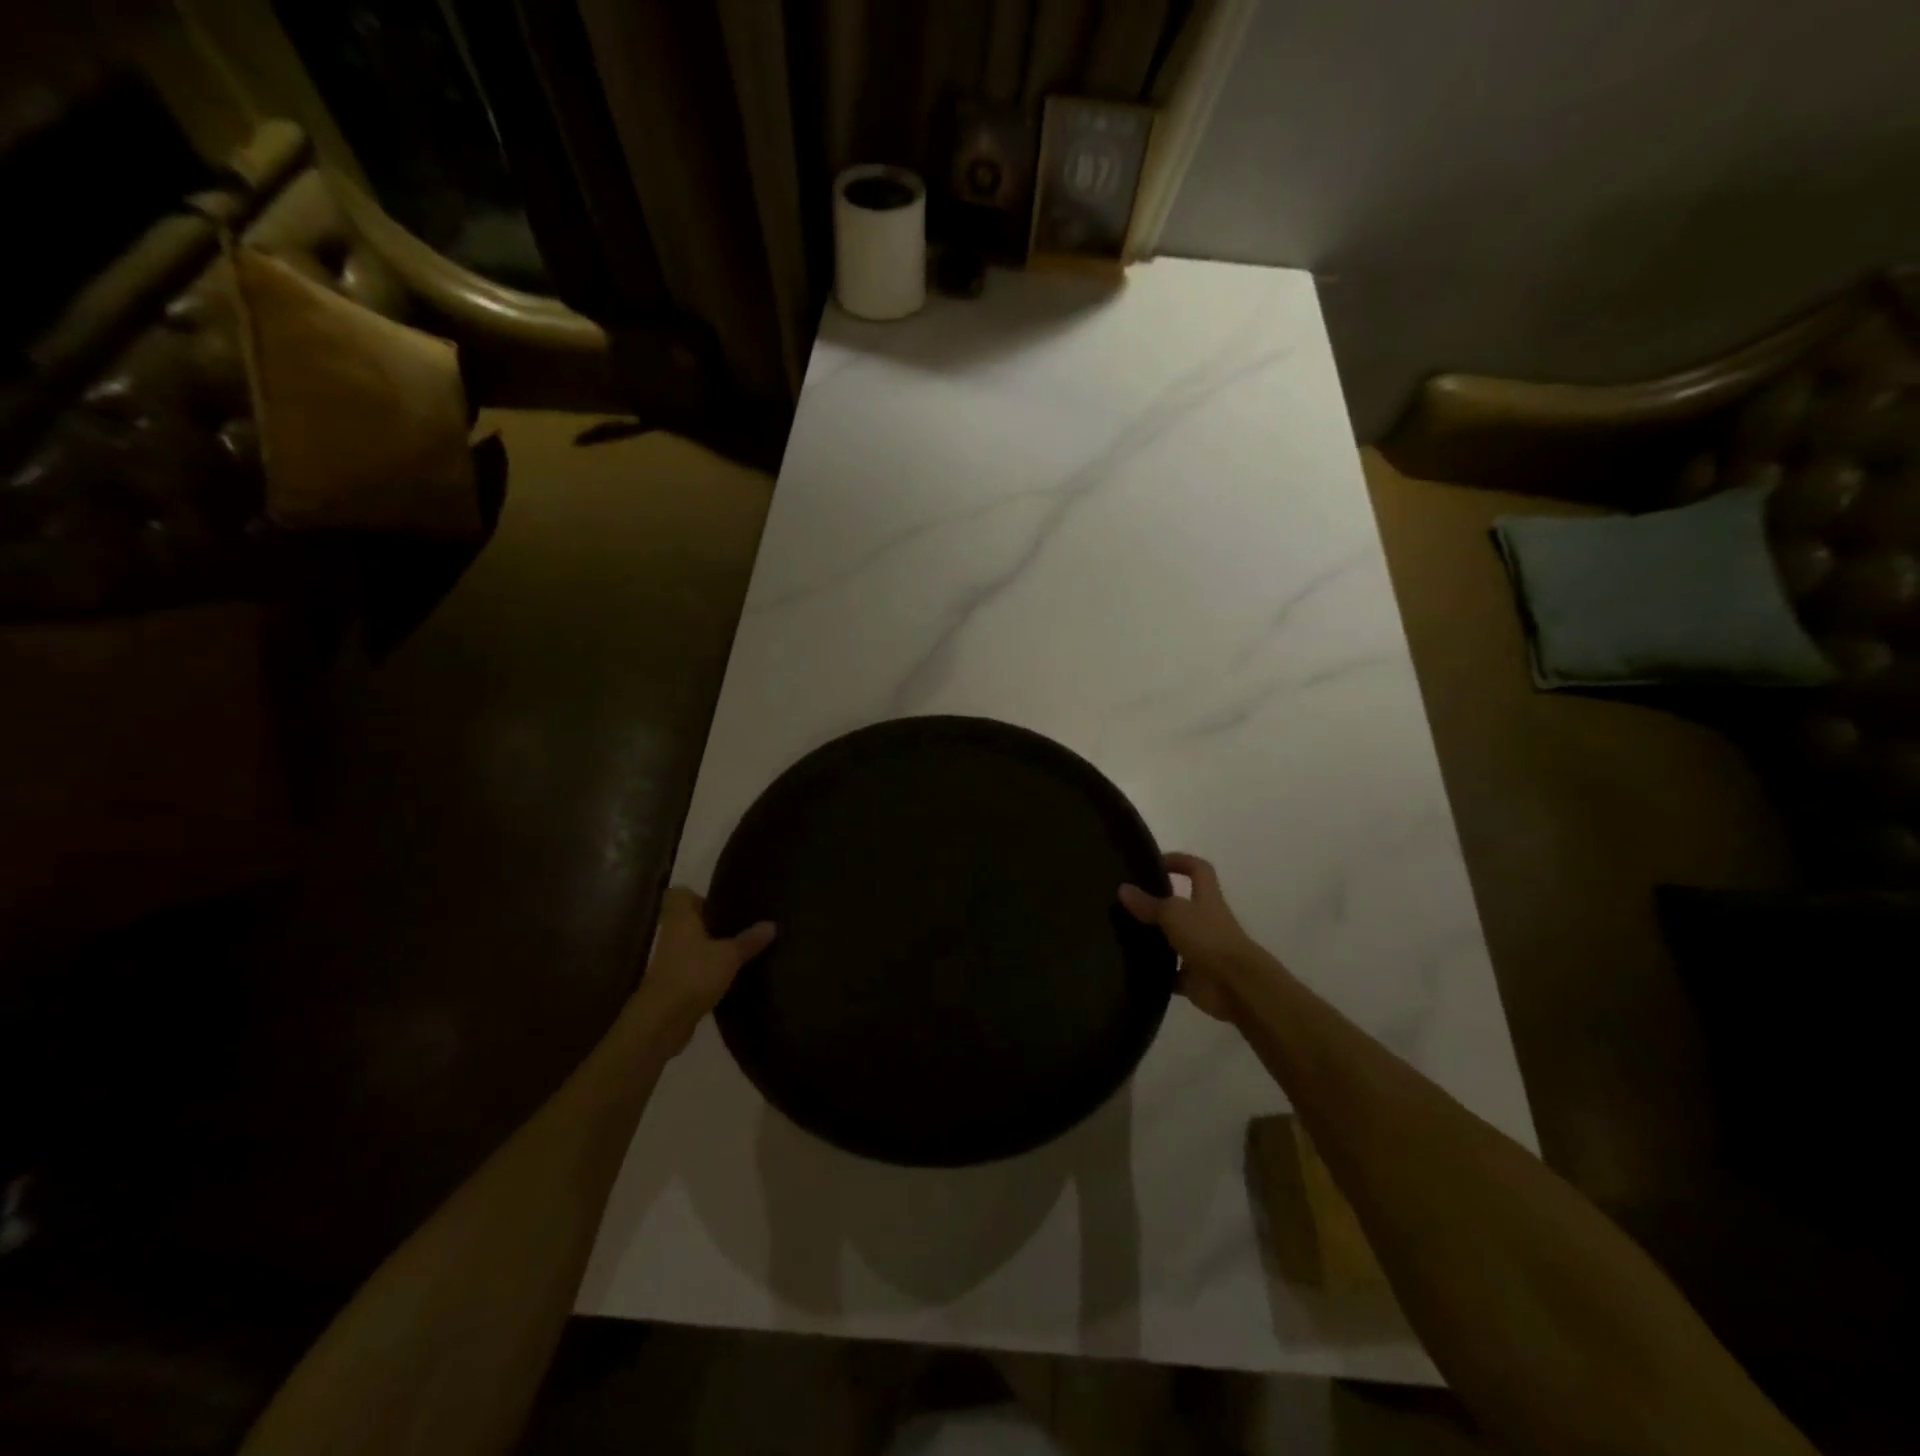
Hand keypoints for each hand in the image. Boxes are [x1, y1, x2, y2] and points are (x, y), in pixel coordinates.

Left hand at [632, 887, 775, 1052]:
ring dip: (709, 948)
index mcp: (680, 920)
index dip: (697, 895)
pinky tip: (729, 977)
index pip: (678, 894)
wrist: (662, 1021)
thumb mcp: (729, 956)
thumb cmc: (694, 974)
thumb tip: (772, 924)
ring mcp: (669, 963)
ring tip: (738, 950)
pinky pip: (692, 970)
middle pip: (686, 921)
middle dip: (709, 923)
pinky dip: (707, 971)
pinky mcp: (673, 986)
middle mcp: (671, 936)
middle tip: (738, 925)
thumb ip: (749, 940)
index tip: (720, 904)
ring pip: (690, 946)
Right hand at [1119, 853, 1261, 1021]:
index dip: (1180, 861)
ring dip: (1153, 938)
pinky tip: (1131, 968)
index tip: (1155, 862)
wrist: (1236, 986)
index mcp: (1206, 898)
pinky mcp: (1193, 977)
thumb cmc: (1208, 938)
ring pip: (1173, 939)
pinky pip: (1170, 973)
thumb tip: (1122, 888)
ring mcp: (1200, 950)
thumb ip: (1148, 903)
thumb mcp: (1174, 913)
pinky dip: (1155, 972)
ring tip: (1120, 933)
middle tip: (1126, 901)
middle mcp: (1205, 921)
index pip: (1198, 869)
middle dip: (1157, 902)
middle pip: (1181, 905)